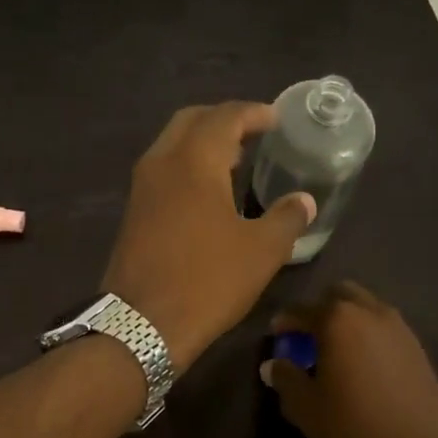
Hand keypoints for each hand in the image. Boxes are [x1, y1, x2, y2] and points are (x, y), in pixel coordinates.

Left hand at [104, 102, 315, 370]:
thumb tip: (304, 201)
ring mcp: (142, 188)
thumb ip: (287, 218)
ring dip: (202, 142)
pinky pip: (163, 170)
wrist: (141, 325)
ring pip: (172, 145)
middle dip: (223, 119)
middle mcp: (162, 163)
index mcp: (194, 161)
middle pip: (191, 120)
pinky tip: (208, 192)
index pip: (225, 117)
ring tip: (235, 159)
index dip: (253, 113)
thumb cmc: (207, 281)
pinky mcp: (133, 212)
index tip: (276, 118)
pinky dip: (187, 165)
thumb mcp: (261, 252)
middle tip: (253, 133)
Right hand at [260, 282, 437, 437]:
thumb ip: (285, 377)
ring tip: (338, 351)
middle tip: (309, 337)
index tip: (277, 334)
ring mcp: (401, 328)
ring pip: (368, 308)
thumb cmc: (351, 428)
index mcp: (339, 319)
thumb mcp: (305, 406)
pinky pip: (387, 329)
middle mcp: (372, 312)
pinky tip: (365, 366)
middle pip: (341, 295)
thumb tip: (275, 364)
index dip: (285, 321)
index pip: (302, 310)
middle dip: (321, 309)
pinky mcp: (420, 349)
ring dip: (349, 321)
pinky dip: (371, 337)